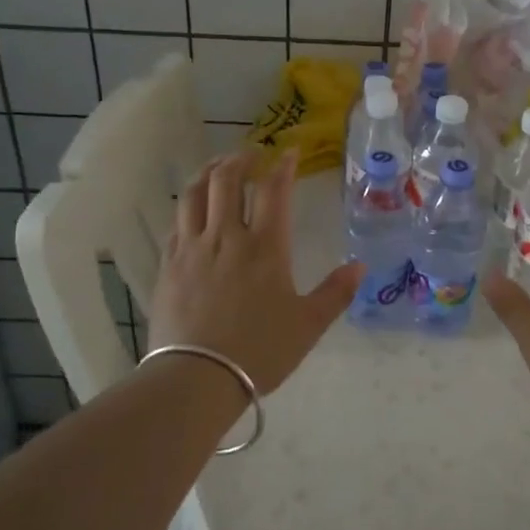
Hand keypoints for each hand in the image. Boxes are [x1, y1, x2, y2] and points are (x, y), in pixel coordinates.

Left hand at [150, 150, 361, 395]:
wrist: (197, 377)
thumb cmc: (259, 351)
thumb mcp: (308, 325)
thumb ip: (336, 293)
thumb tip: (360, 266)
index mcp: (264, 247)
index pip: (273, 190)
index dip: (282, 166)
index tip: (289, 152)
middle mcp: (226, 237)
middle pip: (226, 180)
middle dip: (240, 159)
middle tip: (251, 154)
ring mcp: (192, 249)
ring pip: (194, 194)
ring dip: (208, 172)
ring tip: (218, 166)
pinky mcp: (168, 265)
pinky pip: (176, 223)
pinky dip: (187, 206)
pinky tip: (192, 210)